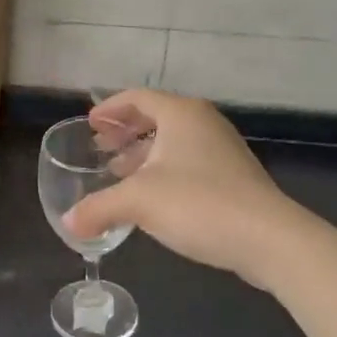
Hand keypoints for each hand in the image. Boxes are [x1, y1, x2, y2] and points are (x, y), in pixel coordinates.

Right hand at [64, 90, 298, 290]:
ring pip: (173, 142)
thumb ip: (98, 208)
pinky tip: (150, 197)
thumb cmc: (198, 203)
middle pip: (156, 117)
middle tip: (100, 147)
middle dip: (126, 132)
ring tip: (118, 173)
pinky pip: (188, 162)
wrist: (268, 238)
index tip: (90, 123)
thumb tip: (68, 223)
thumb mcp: (138, 202)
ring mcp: (222, 149)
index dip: (110, 109)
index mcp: (180, 114)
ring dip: (143, 154)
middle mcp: (203, 123)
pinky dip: (163, 170)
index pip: (137, 98)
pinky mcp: (233, 176)